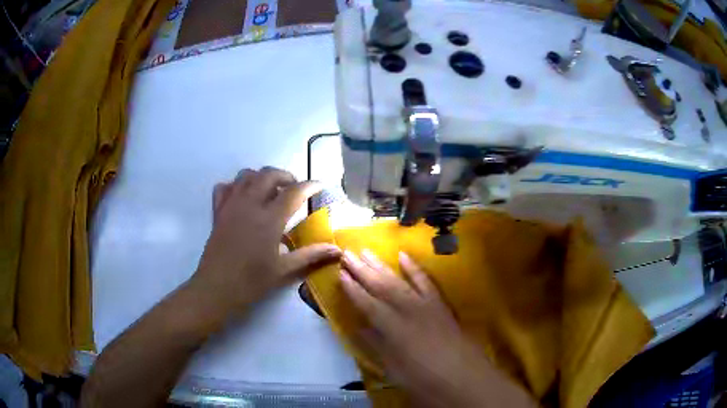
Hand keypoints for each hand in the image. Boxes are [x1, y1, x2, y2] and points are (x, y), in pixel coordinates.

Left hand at [190, 167, 341, 319]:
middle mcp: (250, 204)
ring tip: (270, 191)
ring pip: (246, 175)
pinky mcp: (218, 211)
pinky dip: (236, 186)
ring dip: (261, 177)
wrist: (216, 288)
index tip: (321, 185)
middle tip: (294, 189)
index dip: (311, 185)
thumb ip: (311, 256)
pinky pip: (225, 187)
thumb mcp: (284, 270)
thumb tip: (337, 250)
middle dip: (286, 176)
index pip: (294, 192)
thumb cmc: (251, 281)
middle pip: (269, 175)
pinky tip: (243, 198)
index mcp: (269, 219)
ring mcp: (231, 205)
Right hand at [340, 250, 534, 407]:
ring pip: (401, 282)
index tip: (339, 273)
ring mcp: (428, 306)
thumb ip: (378, 346)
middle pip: (382, 287)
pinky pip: (427, 283)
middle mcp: (410, 312)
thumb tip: (360, 327)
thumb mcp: (396, 370)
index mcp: (396, 330)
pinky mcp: (441, 306)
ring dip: (382, 266)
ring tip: (366, 251)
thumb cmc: (427, 382)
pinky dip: (415, 269)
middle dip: (362, 270)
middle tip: (347, 253)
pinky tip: (404, 257)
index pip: (369, 305)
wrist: (467, 381)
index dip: (353, 289)